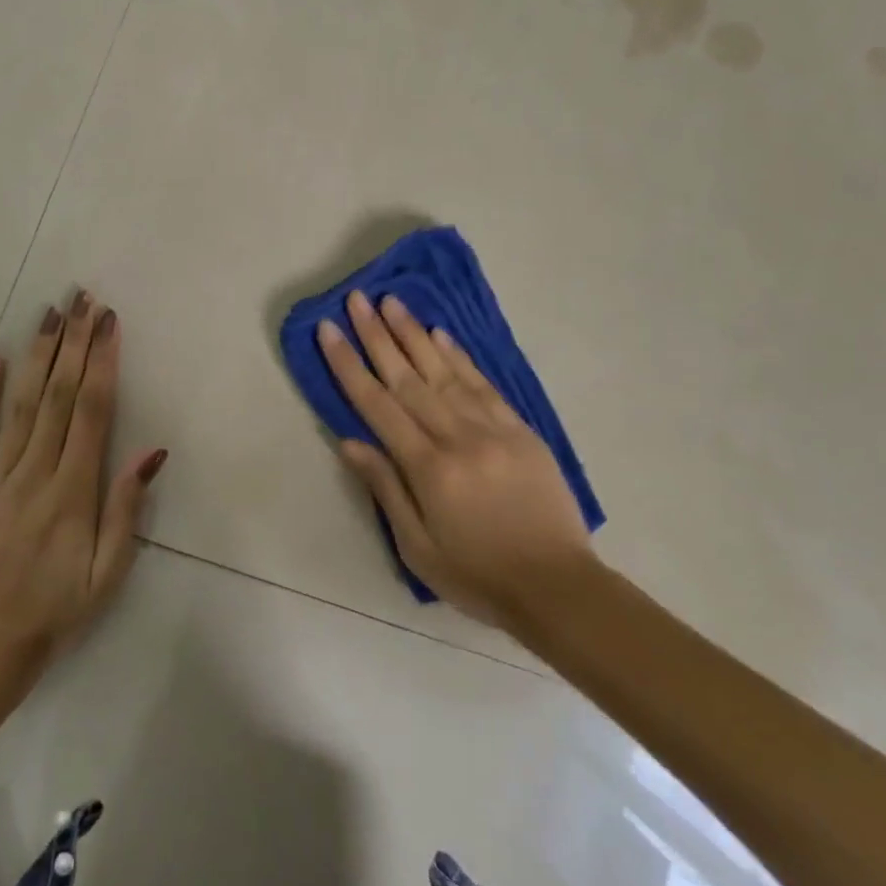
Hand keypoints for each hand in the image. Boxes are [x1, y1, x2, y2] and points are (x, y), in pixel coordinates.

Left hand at [0, 291, 166, 671]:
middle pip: (57, 395)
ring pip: (19, 403)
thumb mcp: (108, 572)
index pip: (91, 412)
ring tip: (49, 314)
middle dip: (74, 343)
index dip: (102, 363)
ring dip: (37, 354)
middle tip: (83, 300)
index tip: (109, 324)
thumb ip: (127, 509)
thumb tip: (152, 453)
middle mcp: (33, 473)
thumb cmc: (55, 611)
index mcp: (72, 492)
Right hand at [318, 289, 598, 629]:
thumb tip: (349, 441)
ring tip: (392, 301)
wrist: (557, 586)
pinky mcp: (520, 430)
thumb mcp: (417, 547)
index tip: (328, 330)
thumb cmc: (477, 575)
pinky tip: (442, 333)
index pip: (378, 405)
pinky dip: (460, 357)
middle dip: (377, 335)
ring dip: (415, 334)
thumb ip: (384, 488)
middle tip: (357, 299)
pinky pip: (484, 385)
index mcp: (428, 469)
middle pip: (408, 378)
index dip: (349, 364)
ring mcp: (493, 429)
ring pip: (445, 372)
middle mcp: (458, 438)